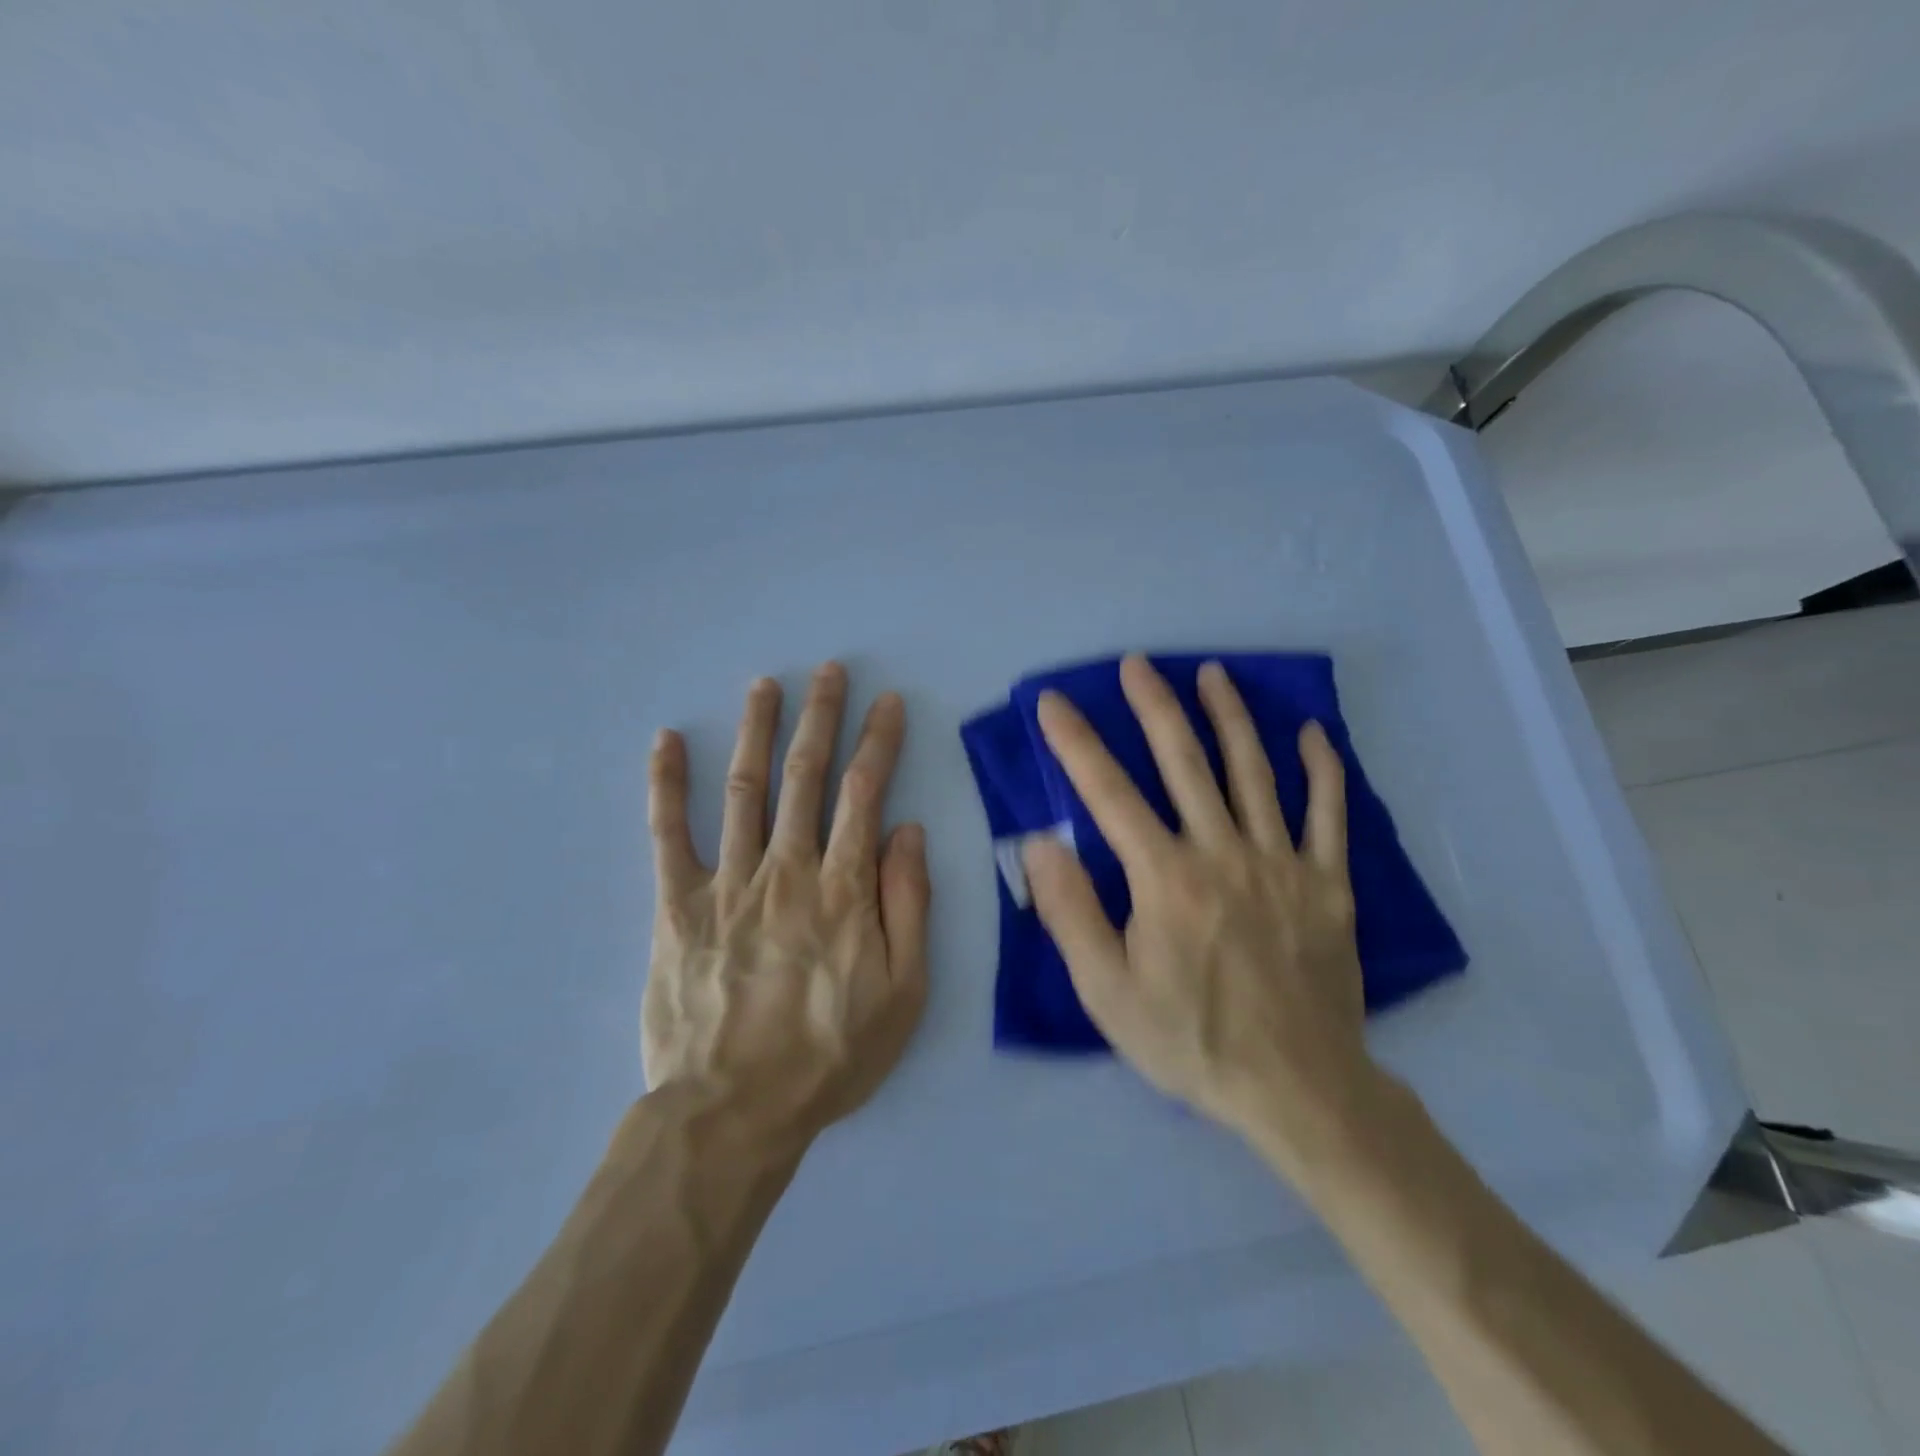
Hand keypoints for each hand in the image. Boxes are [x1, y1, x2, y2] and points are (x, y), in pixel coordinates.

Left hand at [643, 663, 929, 1148]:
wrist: (733, 1111)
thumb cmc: (829, 1055)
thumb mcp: (903, 992)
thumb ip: (908, 906)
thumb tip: (907, 832)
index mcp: (843, 888)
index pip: (864, 794)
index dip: (878, 742)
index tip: (886, 702)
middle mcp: (787, 869)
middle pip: (805, 776)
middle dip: (820, 717)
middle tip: (828, 671)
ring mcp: (727, 882)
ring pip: (744, 789)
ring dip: (755, 730)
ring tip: (763, 685)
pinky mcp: (676, 906)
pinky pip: (667, 834)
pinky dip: (666, 784)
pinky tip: (666, 741)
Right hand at [1022, 656, 1380, 1179]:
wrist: (1297, 1089)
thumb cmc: (1189, 1039)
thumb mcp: (1107, 990)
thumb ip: (1070, 911)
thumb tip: (1041, 842)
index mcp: (1165, 877)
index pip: (1109, 793)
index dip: (1076, 743)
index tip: (1053, 702)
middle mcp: (1222, 852)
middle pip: (1185, 763)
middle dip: (1155, 707)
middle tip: (1137, 664)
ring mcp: (1282, 863)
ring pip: (1254, 772)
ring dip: (1231, 717)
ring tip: (1212, 673)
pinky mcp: (1328, 884)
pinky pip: (1329, 815)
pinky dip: (1321, 770)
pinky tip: (1311, 733)